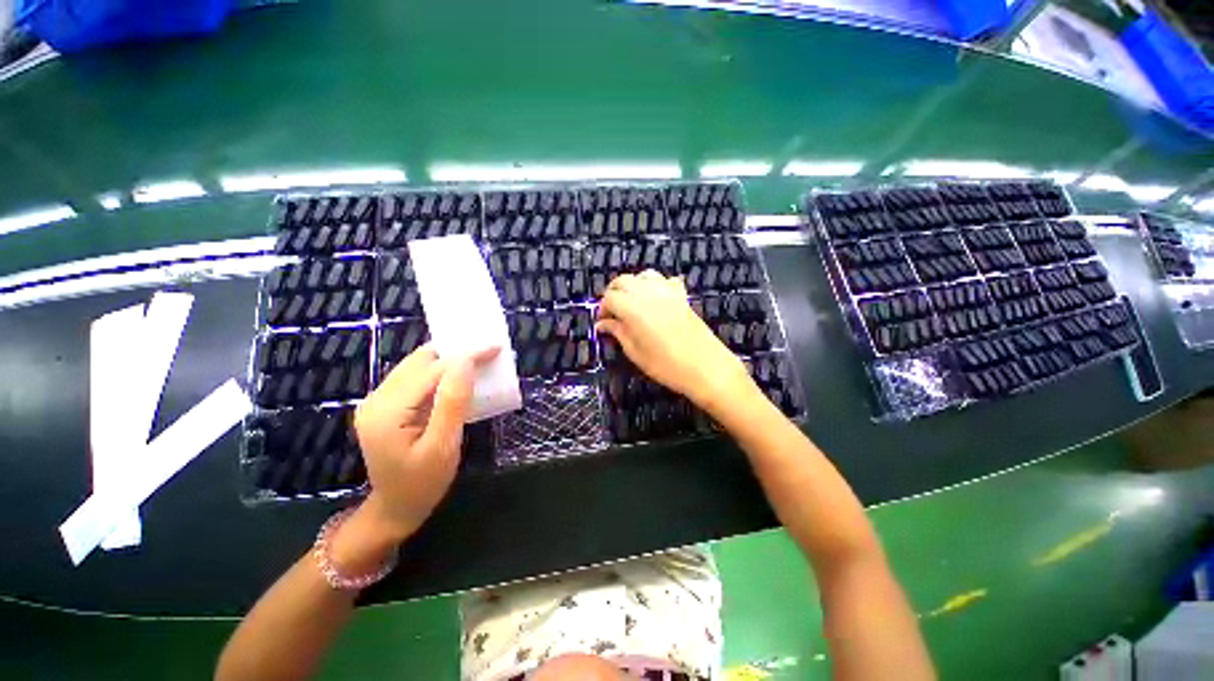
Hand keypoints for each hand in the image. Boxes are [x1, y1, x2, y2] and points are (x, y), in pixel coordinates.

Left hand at [351, 344, 498, 543]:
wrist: (396, 508)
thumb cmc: (423, 483)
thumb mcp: (444, 446)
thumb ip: (453, 402)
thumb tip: (466, 362)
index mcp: (387, 411)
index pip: (432, 371)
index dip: (466, 356)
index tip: (495, 348)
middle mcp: (376, 399)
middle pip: (420, 362)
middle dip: (456, 353)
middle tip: (488, 353)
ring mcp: (378, 401)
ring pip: (417, 365)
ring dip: (448, 360)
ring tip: (477, 361)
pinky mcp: (386, 405)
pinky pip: (415, 377)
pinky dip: (440, 372)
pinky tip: (457, 378)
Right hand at [596, 270, 751, 412]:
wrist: (706, 367)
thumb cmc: (666, 365)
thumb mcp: (635, 353)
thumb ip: (618, 333)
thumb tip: (603, 324)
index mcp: (633, 308)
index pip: (610, 298)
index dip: (602, 309)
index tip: (603, 323)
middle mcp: (648, 293)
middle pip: (623, 280)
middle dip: (613, 293)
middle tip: (612, 312)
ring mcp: (667, 291)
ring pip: (643, 275)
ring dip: (632, 285)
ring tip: (631, 303)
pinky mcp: (681, 296)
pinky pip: (665, 280)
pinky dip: (655, 285)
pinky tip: (655, 299)